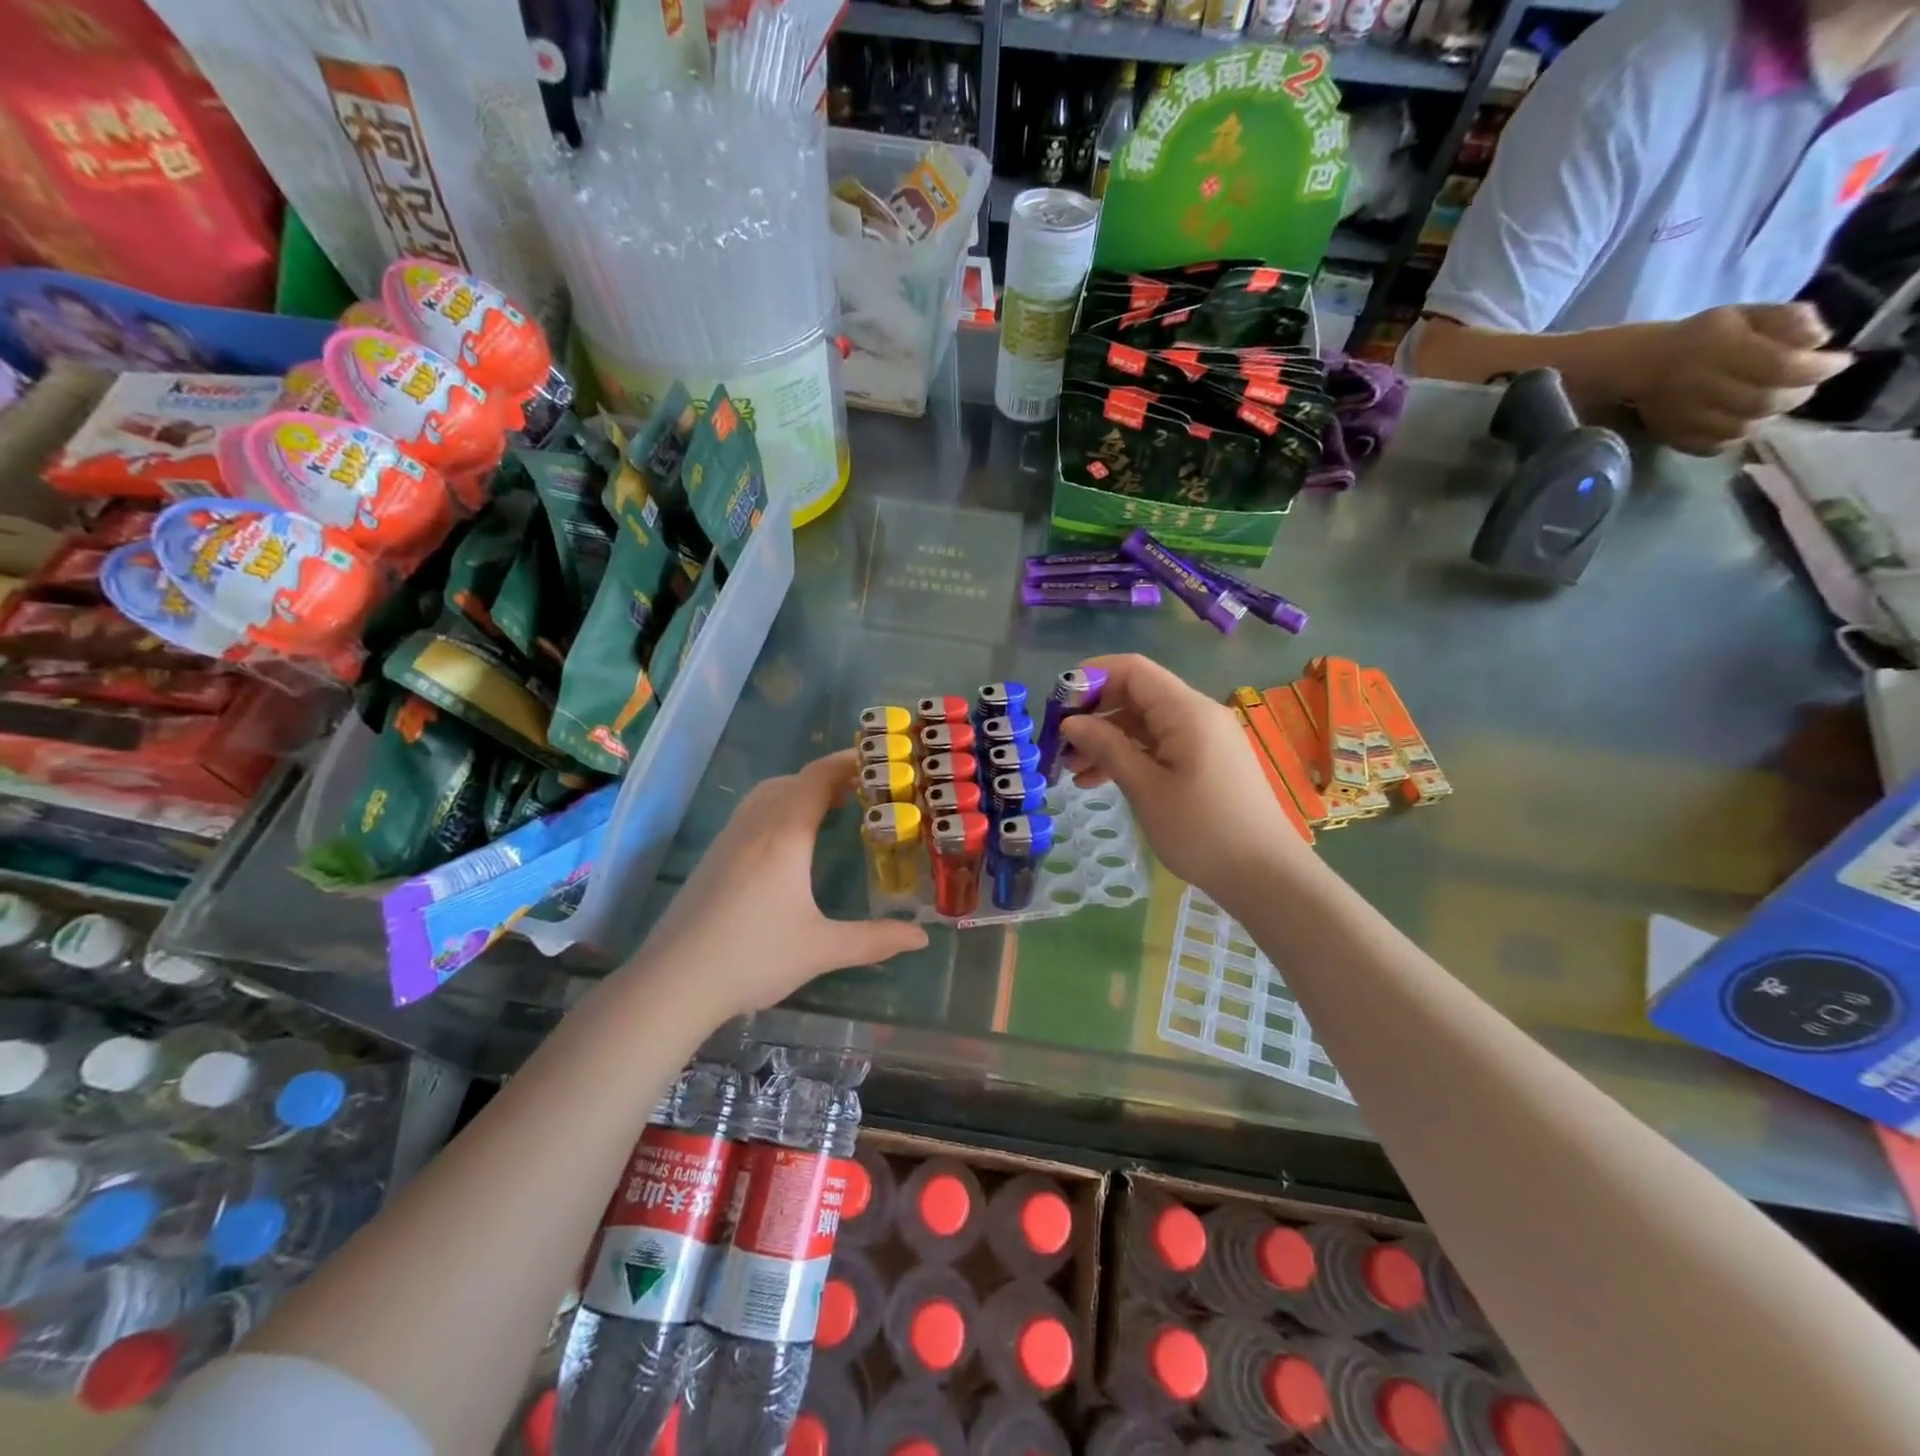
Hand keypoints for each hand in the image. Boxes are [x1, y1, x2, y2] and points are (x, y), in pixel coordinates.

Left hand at [633, 750, 928, 1020]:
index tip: (877, 760)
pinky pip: (750, 814)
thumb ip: (875, 940)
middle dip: (827, 777)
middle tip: (862, 790)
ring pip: (766, 795)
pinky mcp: (711, 859)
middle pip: (792, 781)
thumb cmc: (753, 958)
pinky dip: (777, 808)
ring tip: (828, 809)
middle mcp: (754, 827)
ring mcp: (727, 841)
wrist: (673, 982)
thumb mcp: (822, 949)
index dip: (847, 763)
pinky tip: (786, 843)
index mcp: (784, 836)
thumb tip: (922, 937)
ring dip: (798, 790)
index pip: (817, 779)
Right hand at [1060, 654, 1308, 894]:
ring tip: (1072, 769)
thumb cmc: (1202, 830)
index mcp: (1186, 711)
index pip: (1132, 670)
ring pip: (1144, 723)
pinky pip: (1158, 745)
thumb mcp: (1146, 788)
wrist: (1264, 875)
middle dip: (1094, 713)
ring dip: (1107, 739)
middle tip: (1059, 743)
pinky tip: (1099, 780)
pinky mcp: (1204, 761)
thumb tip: (1070, 722)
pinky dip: (1128, 755)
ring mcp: (1203, 738)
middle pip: (1136, 694)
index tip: (1056, 705)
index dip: (1091, 678)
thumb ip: (1107, 748)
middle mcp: (1196, 714)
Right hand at [1634, 303, 1850, 454]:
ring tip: (1771, 403)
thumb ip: (1787, 319)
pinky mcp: (1674, 436)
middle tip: (1804, 384)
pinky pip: (1714, 446)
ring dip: (1767, 417)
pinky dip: (1735, 438)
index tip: (1838, 362)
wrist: (1641, 366)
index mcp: (1722, 351)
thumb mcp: (1747, 314)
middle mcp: (1703, 387)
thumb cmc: (1701, 336)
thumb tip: (1818, 340)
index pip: (1783, 367)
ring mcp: (1685, 417)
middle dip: (1798, 394)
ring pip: (1743, 428)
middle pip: (1765, 402)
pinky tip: (1740, 423)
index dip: (1819, 368)